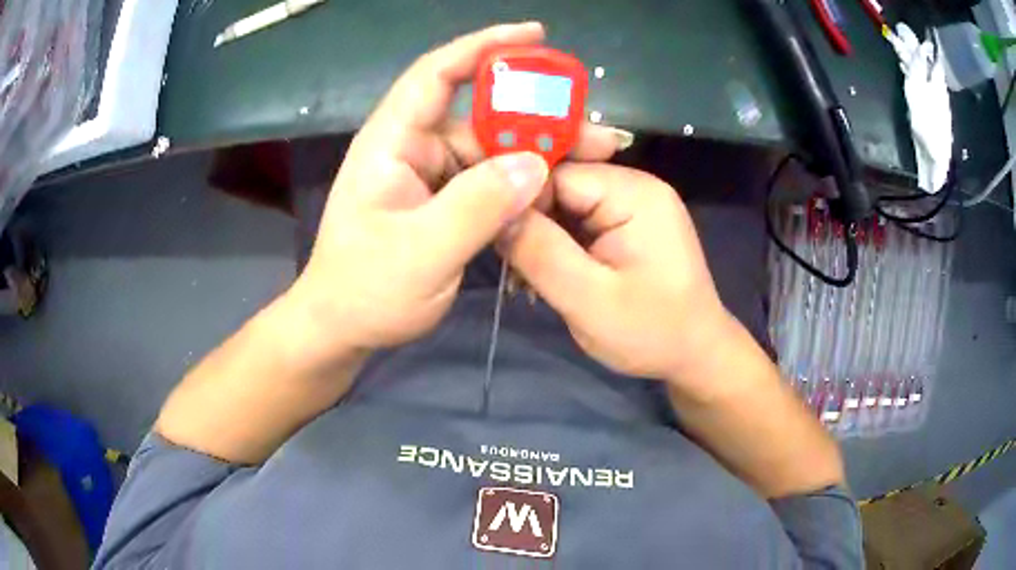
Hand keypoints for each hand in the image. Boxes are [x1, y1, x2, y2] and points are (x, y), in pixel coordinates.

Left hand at [288, 23, 620, 359]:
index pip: (436, 75)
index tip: (534, 35)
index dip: (483, 47)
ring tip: (591, 162)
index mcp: (392, 143)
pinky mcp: (443, 199)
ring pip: (492, 150)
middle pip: (482, 117)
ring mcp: (429, 174)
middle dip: (538, 118)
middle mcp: (413, 147)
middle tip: (595, 133)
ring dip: (539, 154)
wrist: (343, 328)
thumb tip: (535, 162)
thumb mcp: (422, 253)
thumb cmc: (366, 291)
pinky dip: (523, 183)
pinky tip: (556, 190)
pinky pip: (490, 180)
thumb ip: (477, 206)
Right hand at [499, 163, 737, 393]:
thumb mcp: (589, 299)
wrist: (696, 354)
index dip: (520, 203)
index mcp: (633, 193)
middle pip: (559, 185)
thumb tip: (493, 212)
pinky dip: (560, 244)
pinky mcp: (629, 222)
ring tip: (530, 280)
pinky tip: (551, 274)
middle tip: (514, 270)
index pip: (555, 174)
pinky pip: (581, 220)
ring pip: (565, 204)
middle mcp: (634, 185)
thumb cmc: (651, 332)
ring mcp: (634, 203)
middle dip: (531, 223)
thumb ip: (539, 252)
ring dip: (543, 238)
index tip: (496, 241)